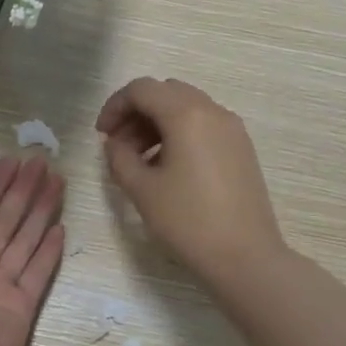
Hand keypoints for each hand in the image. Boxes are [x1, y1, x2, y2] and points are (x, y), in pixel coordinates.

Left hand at [0, 156, 65, 345]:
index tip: (13, 161)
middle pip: (4, 222)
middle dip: (23, 193)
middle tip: (43, 163)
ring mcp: (1, 288)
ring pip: (24, 241)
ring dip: (40, 212)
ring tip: (57, 183)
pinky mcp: (22, 307)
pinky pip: (38, 274)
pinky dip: (50, 252)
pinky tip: (61, 228)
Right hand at [97, 77, 286, 292]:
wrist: (244, 256)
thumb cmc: (188, 222)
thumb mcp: (142, 190)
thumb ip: (120, 158)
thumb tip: (115, 144)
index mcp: (187, 115)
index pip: (142, 89)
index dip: (115, 106)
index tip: (101, 135)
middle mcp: (214, 112)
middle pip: (166, 93)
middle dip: (137, 113)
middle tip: (119, 146)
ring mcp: (233, 130)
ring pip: (187, 109)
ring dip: (158, 125)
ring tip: (140, 161)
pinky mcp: (242, 149)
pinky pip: (204, 127)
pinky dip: (180, 135)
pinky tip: (169, 169)